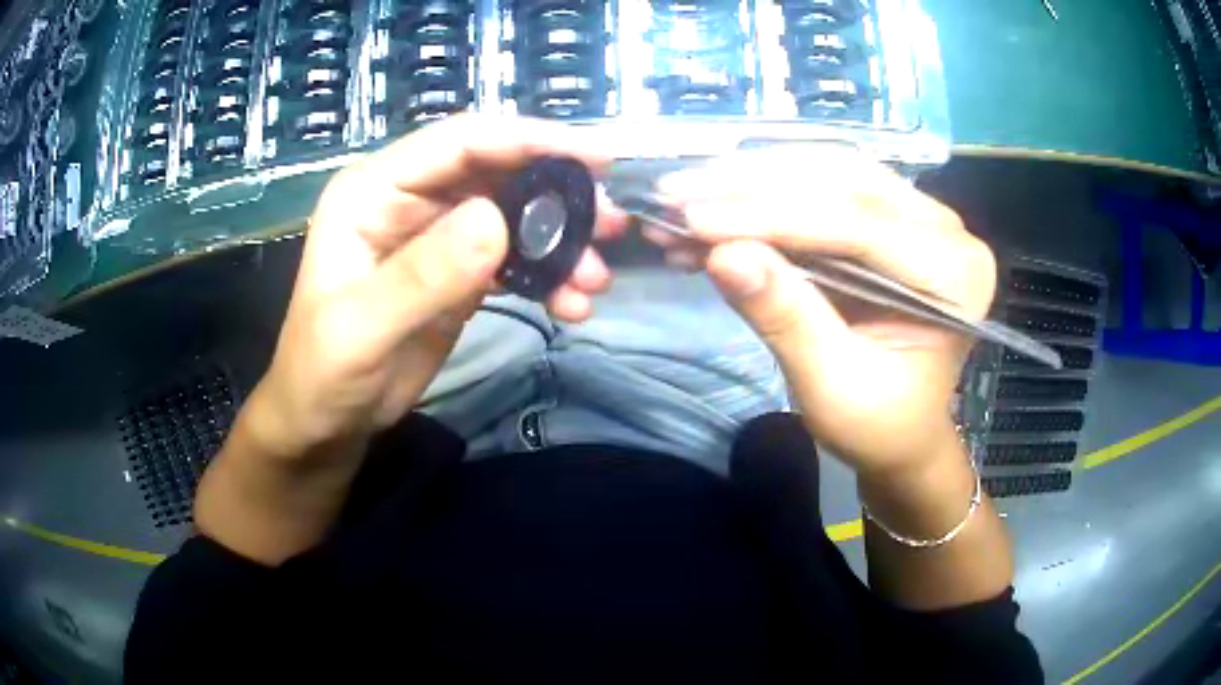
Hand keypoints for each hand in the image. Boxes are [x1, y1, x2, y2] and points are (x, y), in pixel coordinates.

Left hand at [250, 115, 628, 459]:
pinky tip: (571, 305)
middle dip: (559, 195)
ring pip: (514, 214)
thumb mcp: (362, 330)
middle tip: (611, 225)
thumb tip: (496, 220)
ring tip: (595, 280)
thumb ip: (423, 275)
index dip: (530, 140)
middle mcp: (408, 199)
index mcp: (373, 190)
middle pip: (498, 172)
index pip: (461, 142)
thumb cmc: (323, 373)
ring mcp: (436, 234)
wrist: (326, 422)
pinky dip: (548, 276)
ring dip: (560, 242)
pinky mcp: (457, 271)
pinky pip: (513, 258)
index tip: (599, 158)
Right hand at [651, 147, 995, 478]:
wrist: (902, 431)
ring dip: (750, 180)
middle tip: (675, 193)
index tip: (692, 218)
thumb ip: (786, 318)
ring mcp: (920, 213)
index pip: (858, 225)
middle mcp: (945, 228)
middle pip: (842, 182)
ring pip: (827, 172)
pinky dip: (764, 194)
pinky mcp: (890, 213)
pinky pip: (823, 186)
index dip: (770, 217)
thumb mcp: (832, 386)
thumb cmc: (878, 423)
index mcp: (956, 274)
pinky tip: (714, 206)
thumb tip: (722, 254)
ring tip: (684, 195)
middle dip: (751, 185)